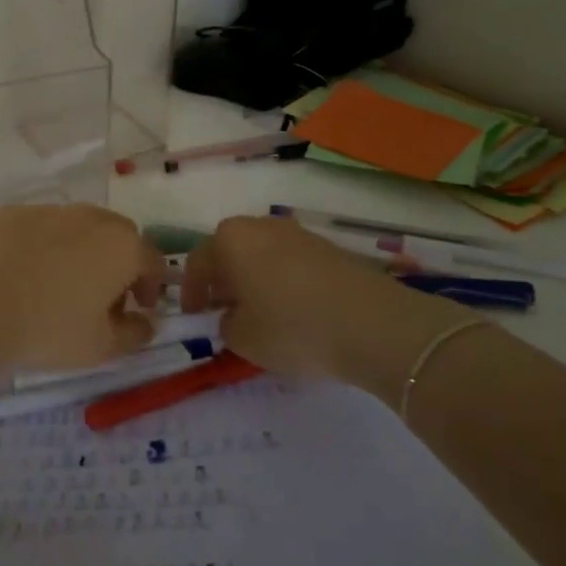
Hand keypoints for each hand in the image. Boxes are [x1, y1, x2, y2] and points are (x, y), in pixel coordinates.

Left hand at [0, 204, 167, 378]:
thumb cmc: (45, 328)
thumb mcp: (100, 348)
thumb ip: (134, 334)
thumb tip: (145, 322)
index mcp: (122, 245)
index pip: (153, 261)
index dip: (152, 288)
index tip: (140, 311)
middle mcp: (91, 217)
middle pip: (117, 238)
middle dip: (118, 266)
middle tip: (103, 301)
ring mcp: (48, 210)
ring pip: (78, 230)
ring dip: (81, 254)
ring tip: (60, 290)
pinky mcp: (11, 213)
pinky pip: (41, 230)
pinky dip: (43, 249)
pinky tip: (24, 277)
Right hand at [179, 216, 464, 400]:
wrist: (374, 324)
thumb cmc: (293, 328)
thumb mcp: (243, 339)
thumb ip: (226, 325)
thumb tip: (232, 317)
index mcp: (230, 240)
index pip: (198, 262)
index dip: (192, 291)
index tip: (194, 316)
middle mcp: (260, 226)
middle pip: (230, 250)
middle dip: (223, 279)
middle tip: (224, 310)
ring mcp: (297, 233)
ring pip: (262, 253)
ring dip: (254, 278)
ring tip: (259, 312)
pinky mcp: (328, 247)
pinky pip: (290, 261)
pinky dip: (282, 280)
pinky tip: (293, 309)